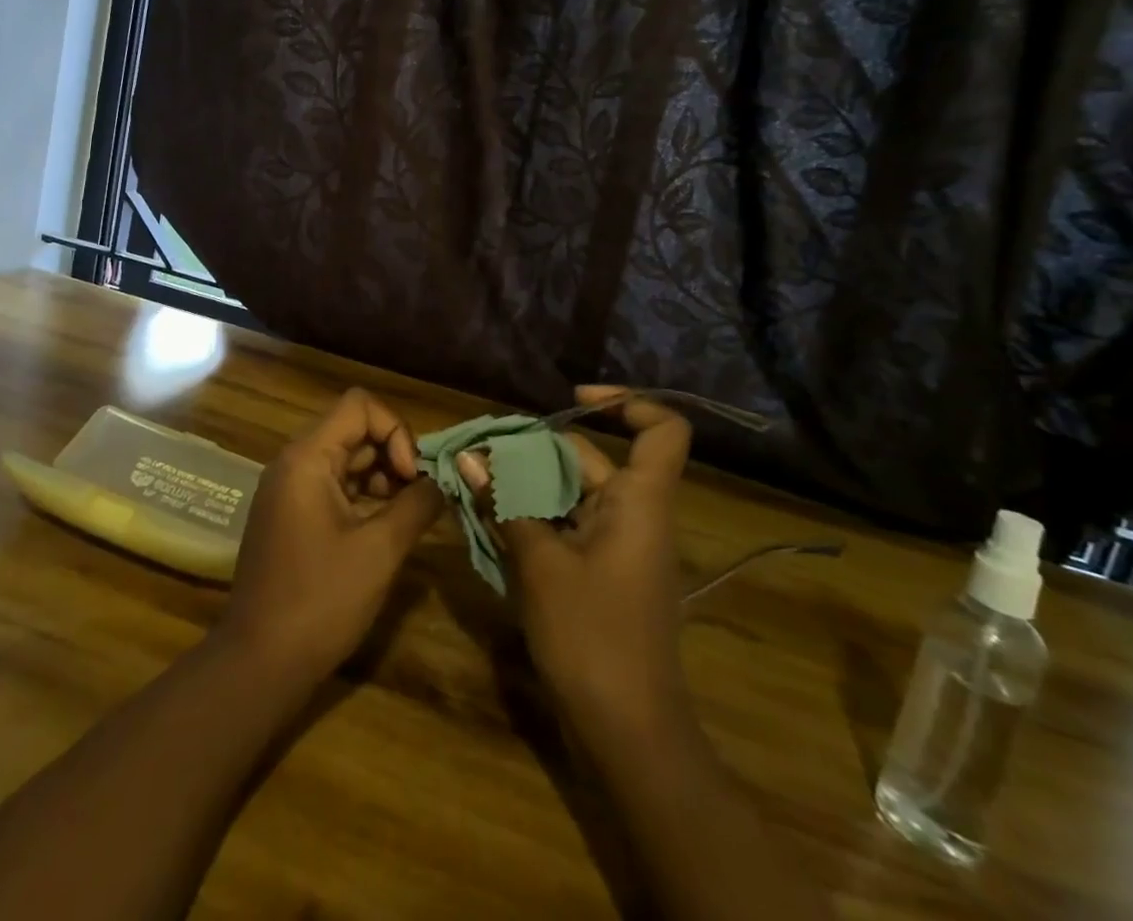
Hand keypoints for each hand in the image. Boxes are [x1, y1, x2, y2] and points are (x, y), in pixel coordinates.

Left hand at [218, 388, 443, 683]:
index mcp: (307, 458)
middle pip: (353, 430)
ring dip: (381, 477)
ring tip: (407, 514)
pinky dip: (363, 496)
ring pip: (345, 458)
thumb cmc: (320, 601)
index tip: (412, 476)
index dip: (395, 430)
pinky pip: (333, 485)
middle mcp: (294, 462)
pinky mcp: (291, 515)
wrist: (260, 662)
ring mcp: (289, 489)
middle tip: (419, 497)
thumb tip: (441, 481)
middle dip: (393, 455)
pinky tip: (384, 528)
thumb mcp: (379, 550)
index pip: (359, 406)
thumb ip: (416, 505)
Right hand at [457, 385, 691, 735]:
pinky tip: (490, 518)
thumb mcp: (540, 564)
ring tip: (475, 481)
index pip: (662, 430)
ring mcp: (618, 545)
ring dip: (525, 485)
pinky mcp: (601, 572)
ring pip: (570, 493)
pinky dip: (532, 516)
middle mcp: (634, 514)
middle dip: (535, 450)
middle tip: (481, 452)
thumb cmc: (592, 637)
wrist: (628, 734)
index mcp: (639, 502)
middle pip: (589, 459)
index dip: (626, 403)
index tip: (572, 399)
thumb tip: (470, 457)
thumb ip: (506, 504)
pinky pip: (566, 525)